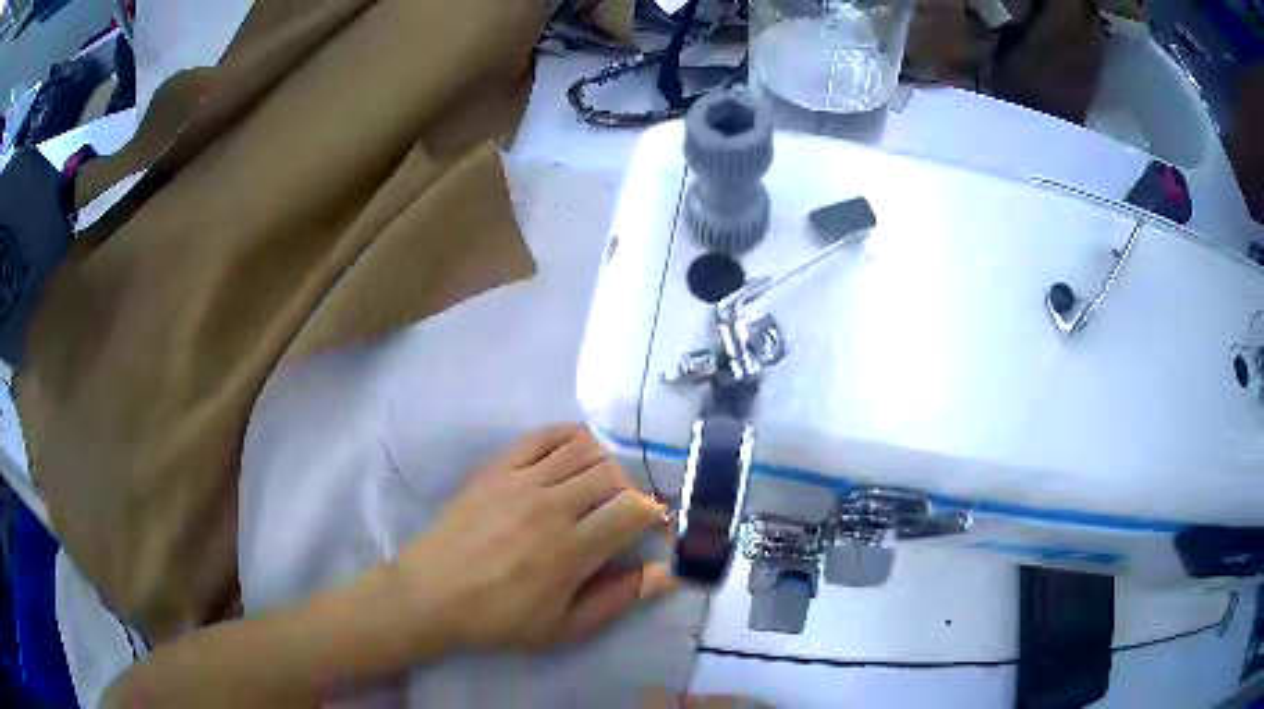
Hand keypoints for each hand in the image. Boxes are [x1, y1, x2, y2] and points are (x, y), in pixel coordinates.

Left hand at [396, 425, 676, 652]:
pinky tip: (575, 455)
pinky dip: (570, 437)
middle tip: (625, 513)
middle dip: (632, 492)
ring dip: (605, 464)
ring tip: (600, 487)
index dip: (655, 515)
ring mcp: (521, 481)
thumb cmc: (499, 619)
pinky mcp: (497, 468)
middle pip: (614, 475)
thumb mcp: (564, 628)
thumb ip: (619, 599)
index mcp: (571, 550)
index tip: (654, 528)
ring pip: (584, 449)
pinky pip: (543, 436)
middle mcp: (551, 506)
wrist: (430, 595)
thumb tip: (668, 573)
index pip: (634, 510)